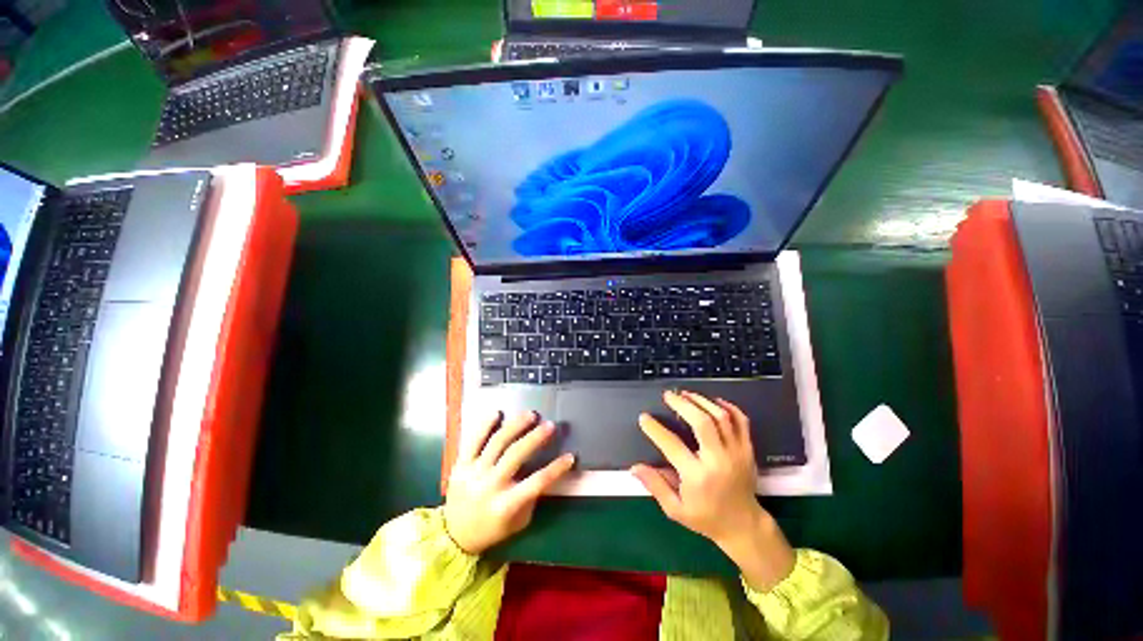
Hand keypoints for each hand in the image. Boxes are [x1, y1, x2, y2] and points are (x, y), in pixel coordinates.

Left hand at [444, 411, 574, 554]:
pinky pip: (473, 440)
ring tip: (530, 414)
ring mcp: (473, 473)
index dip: (556, 468)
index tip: (571, 456)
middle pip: (516, 455)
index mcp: (505, 505)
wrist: (454, 536)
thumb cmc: (493, 529)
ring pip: (497, 443)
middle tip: (550, 425)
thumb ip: (531, 497)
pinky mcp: (460, 465)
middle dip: (535, 438)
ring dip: (516, 426)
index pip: (537, 483)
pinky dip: (485, 425)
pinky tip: (497, 413)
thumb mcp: (518, 522)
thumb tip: (547, 471)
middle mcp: (489, 486)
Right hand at [631, 390, 794, 590]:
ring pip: (721, 417)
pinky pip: (742, 421)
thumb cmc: (706, 518)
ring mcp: (736, 453)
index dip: (655, 429)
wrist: (744, 526)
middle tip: (668, 395)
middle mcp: (718, 461)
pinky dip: (729, 407)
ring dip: (702, 401)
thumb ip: (655, 485)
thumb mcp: (675, 509)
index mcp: (698, 477)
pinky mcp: (748, 450)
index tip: (644, 417)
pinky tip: (714, 401)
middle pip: (702, 422)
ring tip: (686, 394)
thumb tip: (634, 467)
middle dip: (683, 404)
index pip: (672, 445)